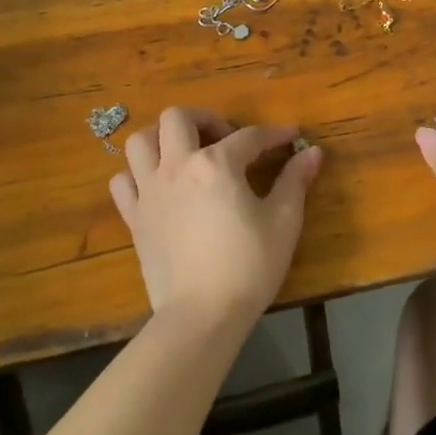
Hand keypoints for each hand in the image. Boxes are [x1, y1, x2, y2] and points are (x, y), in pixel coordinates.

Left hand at [110, 107, 322, 325]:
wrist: (200, 316)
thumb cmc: (248, 267)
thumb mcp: (283, 223)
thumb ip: (295, 181)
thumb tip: (312, 152)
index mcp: (216, 164)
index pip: (249, 136)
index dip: (274, 134)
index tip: (291, 137)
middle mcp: (177, 166)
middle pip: (177, 117)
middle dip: (203, 118)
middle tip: (224, 139)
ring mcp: (149, 191)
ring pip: (139, 141)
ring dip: (161, 138)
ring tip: (184, 153)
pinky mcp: (134, 217)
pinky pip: (123, 181)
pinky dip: (136, 175)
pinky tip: (156, 186)